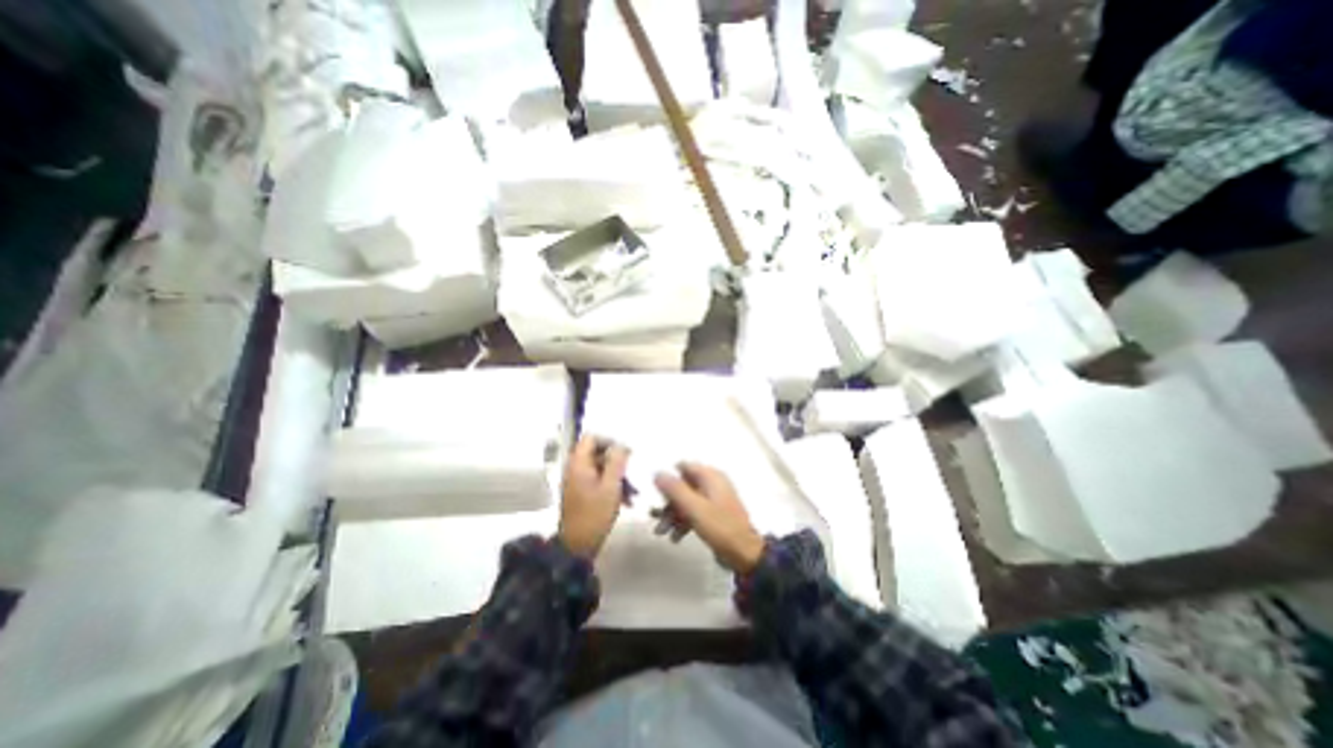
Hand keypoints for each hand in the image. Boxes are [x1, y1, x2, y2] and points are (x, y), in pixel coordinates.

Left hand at [559, 436, 632, 558]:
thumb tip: (621, 444)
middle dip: (617, 461)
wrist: (577, 547)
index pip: (592, 437)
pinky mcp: (581, 493)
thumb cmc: (594, 514)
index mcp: (578, 463)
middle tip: (633, 471)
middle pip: (597, 453)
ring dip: (617, 476)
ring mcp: (577, 481)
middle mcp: (575, 468)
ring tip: (633, 491)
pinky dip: (612, 486)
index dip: (609, 440)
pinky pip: (598, 480)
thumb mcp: (610, 487)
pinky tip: (627, 500)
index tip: (626, 452)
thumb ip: (616, 462)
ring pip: (600, 468)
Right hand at [655, 462, 764, 572]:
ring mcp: (713, 499)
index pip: (684, 467)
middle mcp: (712, 483)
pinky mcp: (714, 514)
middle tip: (656, 519)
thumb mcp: (694, 508)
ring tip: (662, 533)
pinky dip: (683, 522)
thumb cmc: (720, 527)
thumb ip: (675, 489)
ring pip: (687, 501)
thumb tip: (657, 472)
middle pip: (683, 486)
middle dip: (668, 503)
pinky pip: (694, 512)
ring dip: (673, 515)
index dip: (669, 478)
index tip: (657, 494)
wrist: (745, 554)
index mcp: (710, 476)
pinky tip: (675, 538)